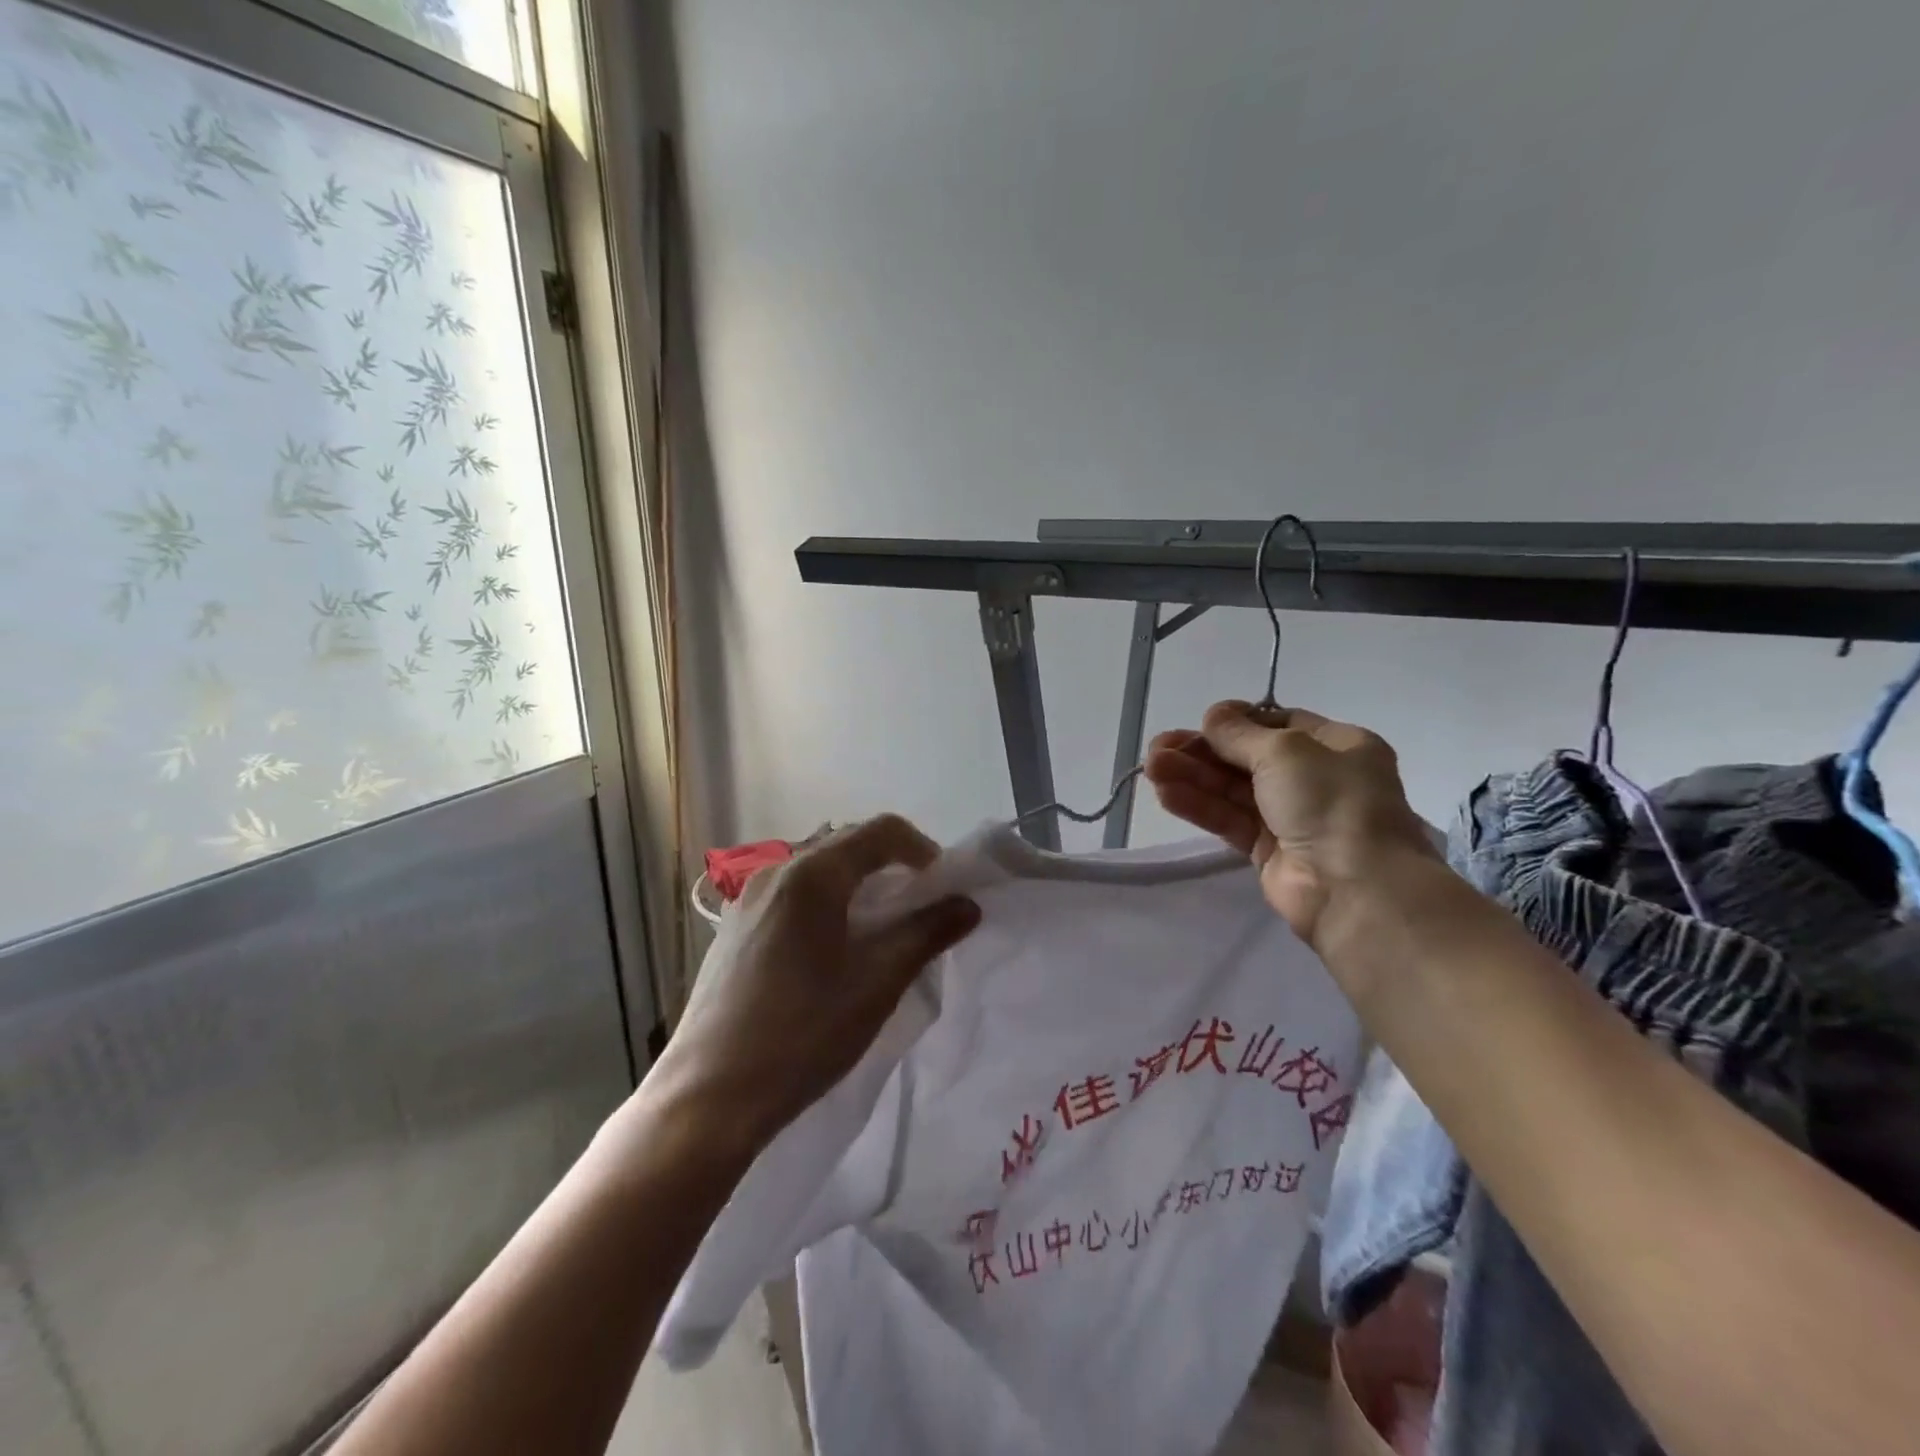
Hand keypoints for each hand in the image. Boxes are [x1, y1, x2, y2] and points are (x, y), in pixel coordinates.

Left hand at [653, 815, 980, 1148]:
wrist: (709, 1098)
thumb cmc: (803, 1033)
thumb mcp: (878, 982)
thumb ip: (926, 934)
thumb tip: (967, 904)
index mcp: (812, 875)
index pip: (880, 831)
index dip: (922, 849)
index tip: (944, 887)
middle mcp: (775, 872)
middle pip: (847, 846)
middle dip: (891, 867)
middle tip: (918, 909)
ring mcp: (748, 899)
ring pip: (818, 871)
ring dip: (857, 887)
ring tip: (878, 932)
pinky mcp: (734, 929)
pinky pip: (792, 896)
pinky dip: (825, 905)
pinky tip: (830, 952)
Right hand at [1144, 701, 1436, 945]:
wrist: (1355, 889)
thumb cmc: (1331, 802)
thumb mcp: (1285, 751)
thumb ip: (1240, 733)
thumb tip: (1214, 715)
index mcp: (1337, 746)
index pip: (1279, 724)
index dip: (1237, 722)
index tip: (1200, 723)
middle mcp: (1316, 778)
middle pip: (1247, 758)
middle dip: (1202, 751)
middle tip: (1157, 748)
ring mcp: (1292, 816)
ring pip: (1232, 789)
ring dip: (1192, 776)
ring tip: (1150, 768)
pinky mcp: (1268, 850)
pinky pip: (1228, 819)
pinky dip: (1199, 805)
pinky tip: (1165, 794)